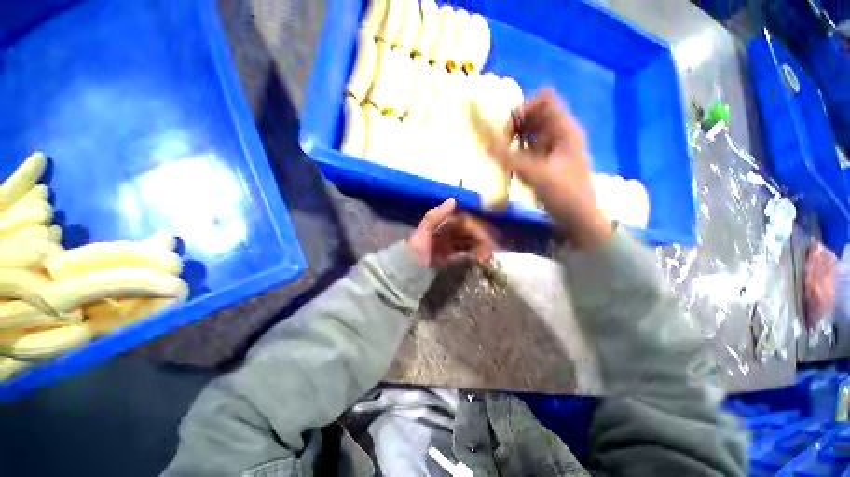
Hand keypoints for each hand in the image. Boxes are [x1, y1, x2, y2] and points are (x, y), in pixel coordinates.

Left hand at [407, 198, 495, 267]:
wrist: (407, 268)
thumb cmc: (416, 247)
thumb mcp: (423, 230)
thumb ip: (436, 215)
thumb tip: (453, 199)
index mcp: (443, 223)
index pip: (465, 222)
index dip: (477, 227)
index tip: (489, 234)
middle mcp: (448, 232)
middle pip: (469, 233)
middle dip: (481, 238)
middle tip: (492, 248)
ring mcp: (449, 245)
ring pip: (468, 243)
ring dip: (479, 247)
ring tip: (488, 255)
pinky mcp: (449, 257)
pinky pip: (463, 254)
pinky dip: (472, 256)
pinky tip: (480, 259)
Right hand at [490, 90, 611, 248]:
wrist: (579, 220)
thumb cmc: (564, 195)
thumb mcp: (535, 175)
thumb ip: (509, 158)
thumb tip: (485, 143)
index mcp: (565, 130)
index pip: (544, 100)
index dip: (523, 109)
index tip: (508, 131)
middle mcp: (560, 134)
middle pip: (535, 115)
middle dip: (515, 127)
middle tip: (501, 145)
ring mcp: (554, 148)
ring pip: (530, 133)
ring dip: (514, 141)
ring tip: (504, 157)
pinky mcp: (548, 161)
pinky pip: (529, 148)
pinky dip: (517, 153)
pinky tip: (511, 167)